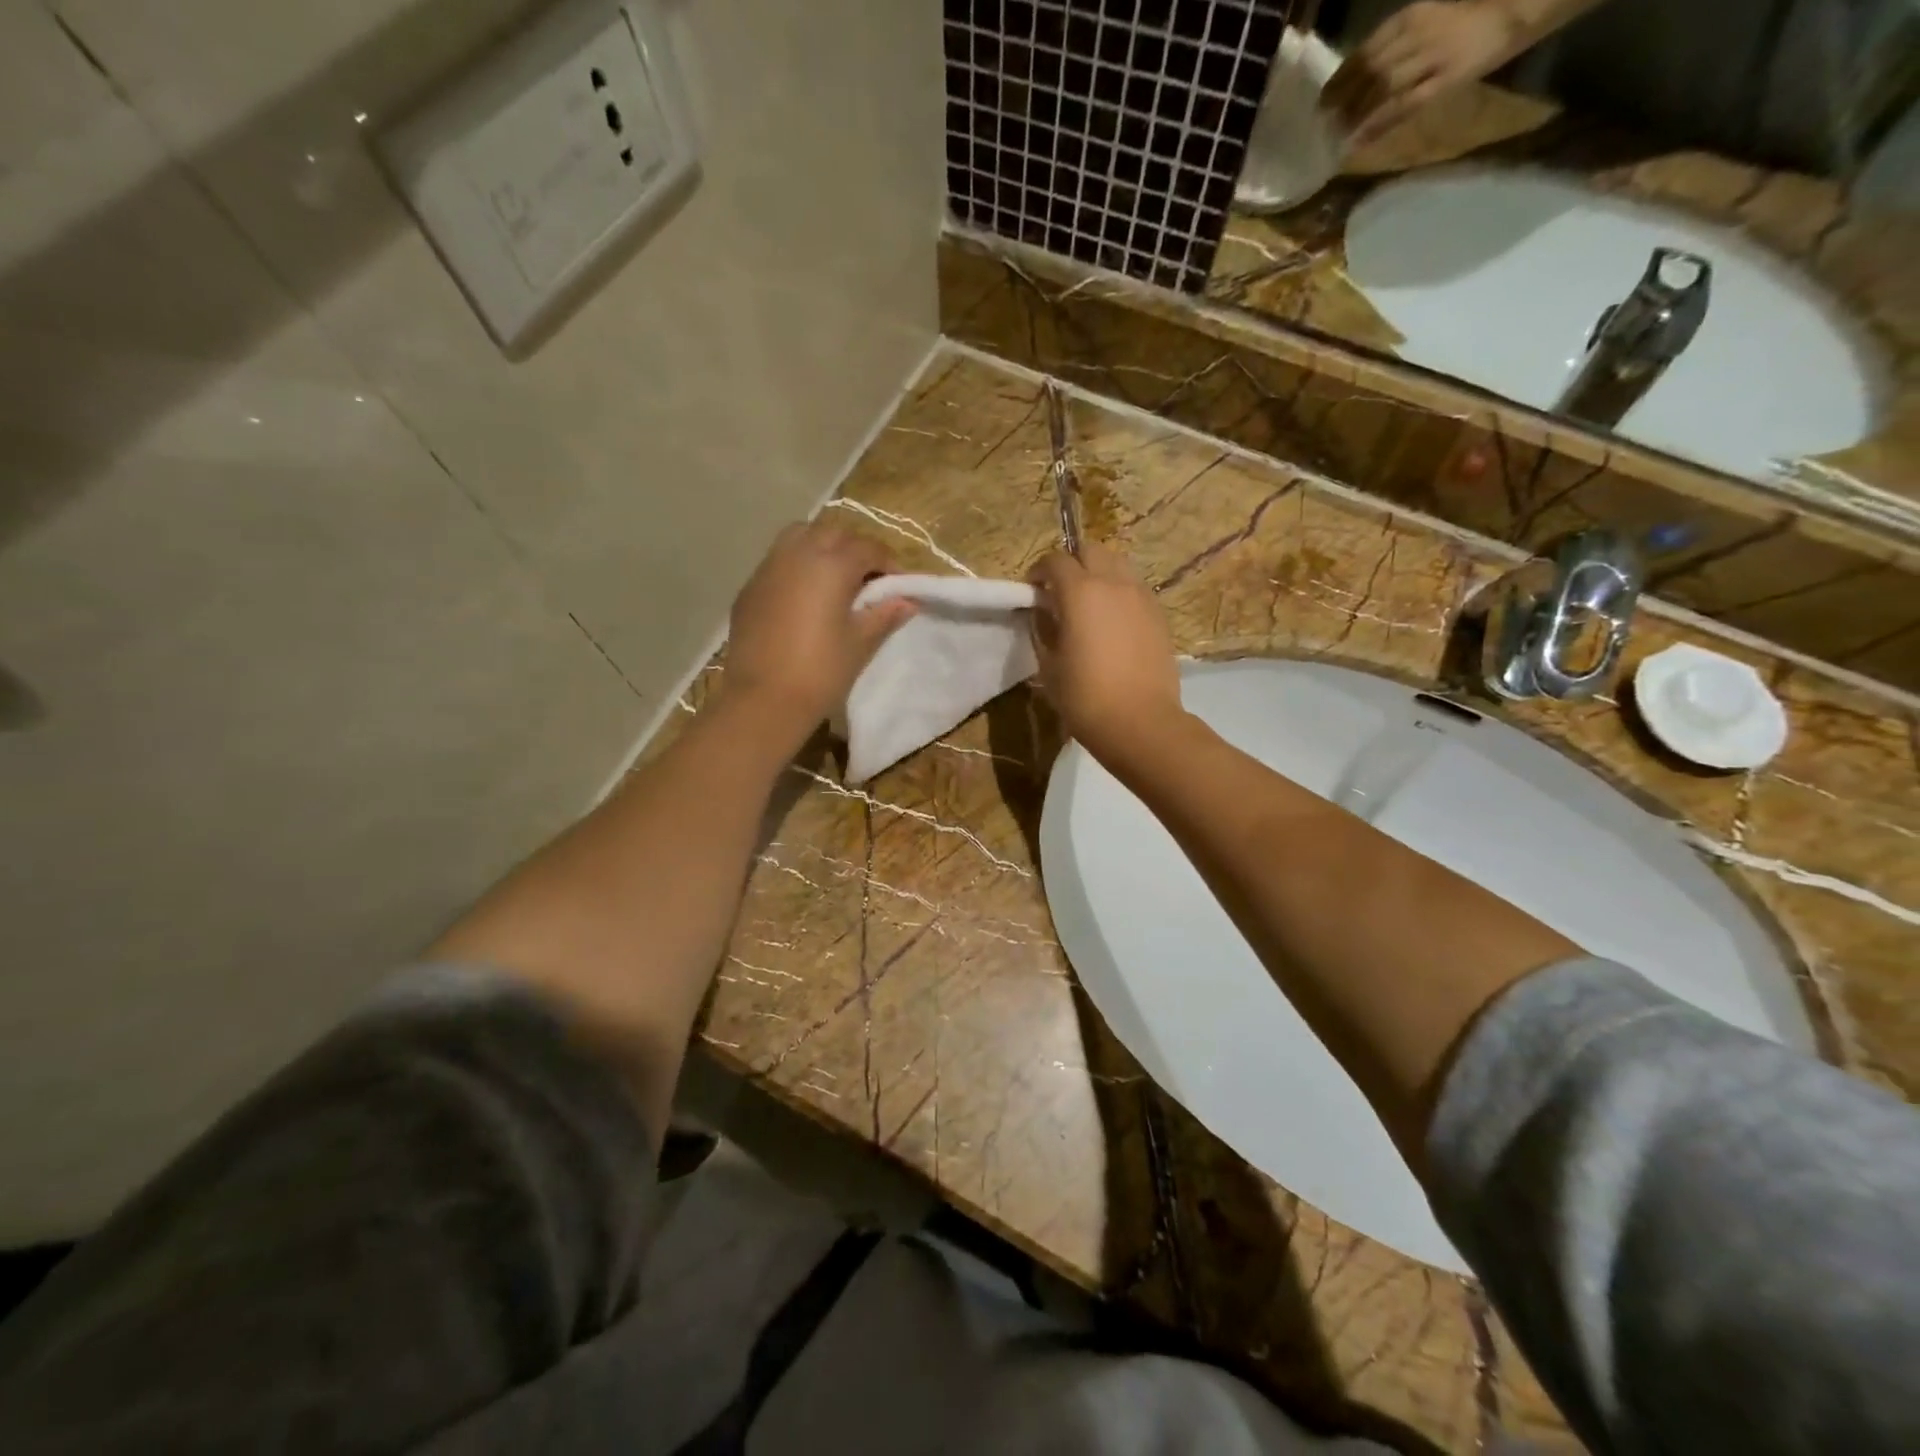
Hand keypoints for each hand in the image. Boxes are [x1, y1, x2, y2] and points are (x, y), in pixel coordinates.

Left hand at [724, 520, 914, 731]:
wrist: (763, 700)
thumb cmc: (821, 672)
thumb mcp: (860, 644)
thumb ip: (884, 615)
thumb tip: (908, 601)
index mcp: (831, 565)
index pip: (868, 548)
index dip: (888, 563)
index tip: (898, 586)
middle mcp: (798, 554)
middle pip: (833, 533)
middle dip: (855, 549)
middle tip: (868, 579)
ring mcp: (768, 568)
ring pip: (800, 537)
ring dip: (822, 548)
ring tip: (834, 580)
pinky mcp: (749, 589)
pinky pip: (778, 562)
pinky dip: (797, 567)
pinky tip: (804, 598)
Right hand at [1028, 542, 1185, 770]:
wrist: (1140, 721)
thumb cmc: (1085, 697)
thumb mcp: (1049, 666)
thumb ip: (1043, 630)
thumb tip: (1042, 612)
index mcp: (1080, 591)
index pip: (1054, 561)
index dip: (1038, 571)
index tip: (1032, 590)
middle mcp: (1113, 583)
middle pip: (1090, 550)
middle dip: (1071, 563)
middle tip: (1060, 591)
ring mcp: (1141, 596)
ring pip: (1118, 564)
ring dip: (1099, 573)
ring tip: (1089, 602)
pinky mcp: (1159, 614)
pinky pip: (1135, 588)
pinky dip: (1119, 592)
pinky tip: (1112, 621)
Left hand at [1321, 1, 1525, 146]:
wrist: (1513, 11)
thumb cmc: (1461, 23)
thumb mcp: (1423, 25)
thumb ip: (1393, 49)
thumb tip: (1356, 82)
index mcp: (1410, 17)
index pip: (1365, 51)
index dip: (1340, 78)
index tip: (1323, 100)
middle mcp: (1418, 34)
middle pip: (1370, 71)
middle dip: (1343, 100)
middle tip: (1323, 123)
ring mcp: (1432, 58)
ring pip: (1383, 89)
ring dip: (1357, 115)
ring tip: (1337, 135)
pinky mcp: (1445, 80)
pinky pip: (1404, 107)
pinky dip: (1379, 125)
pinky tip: (1361, 141)